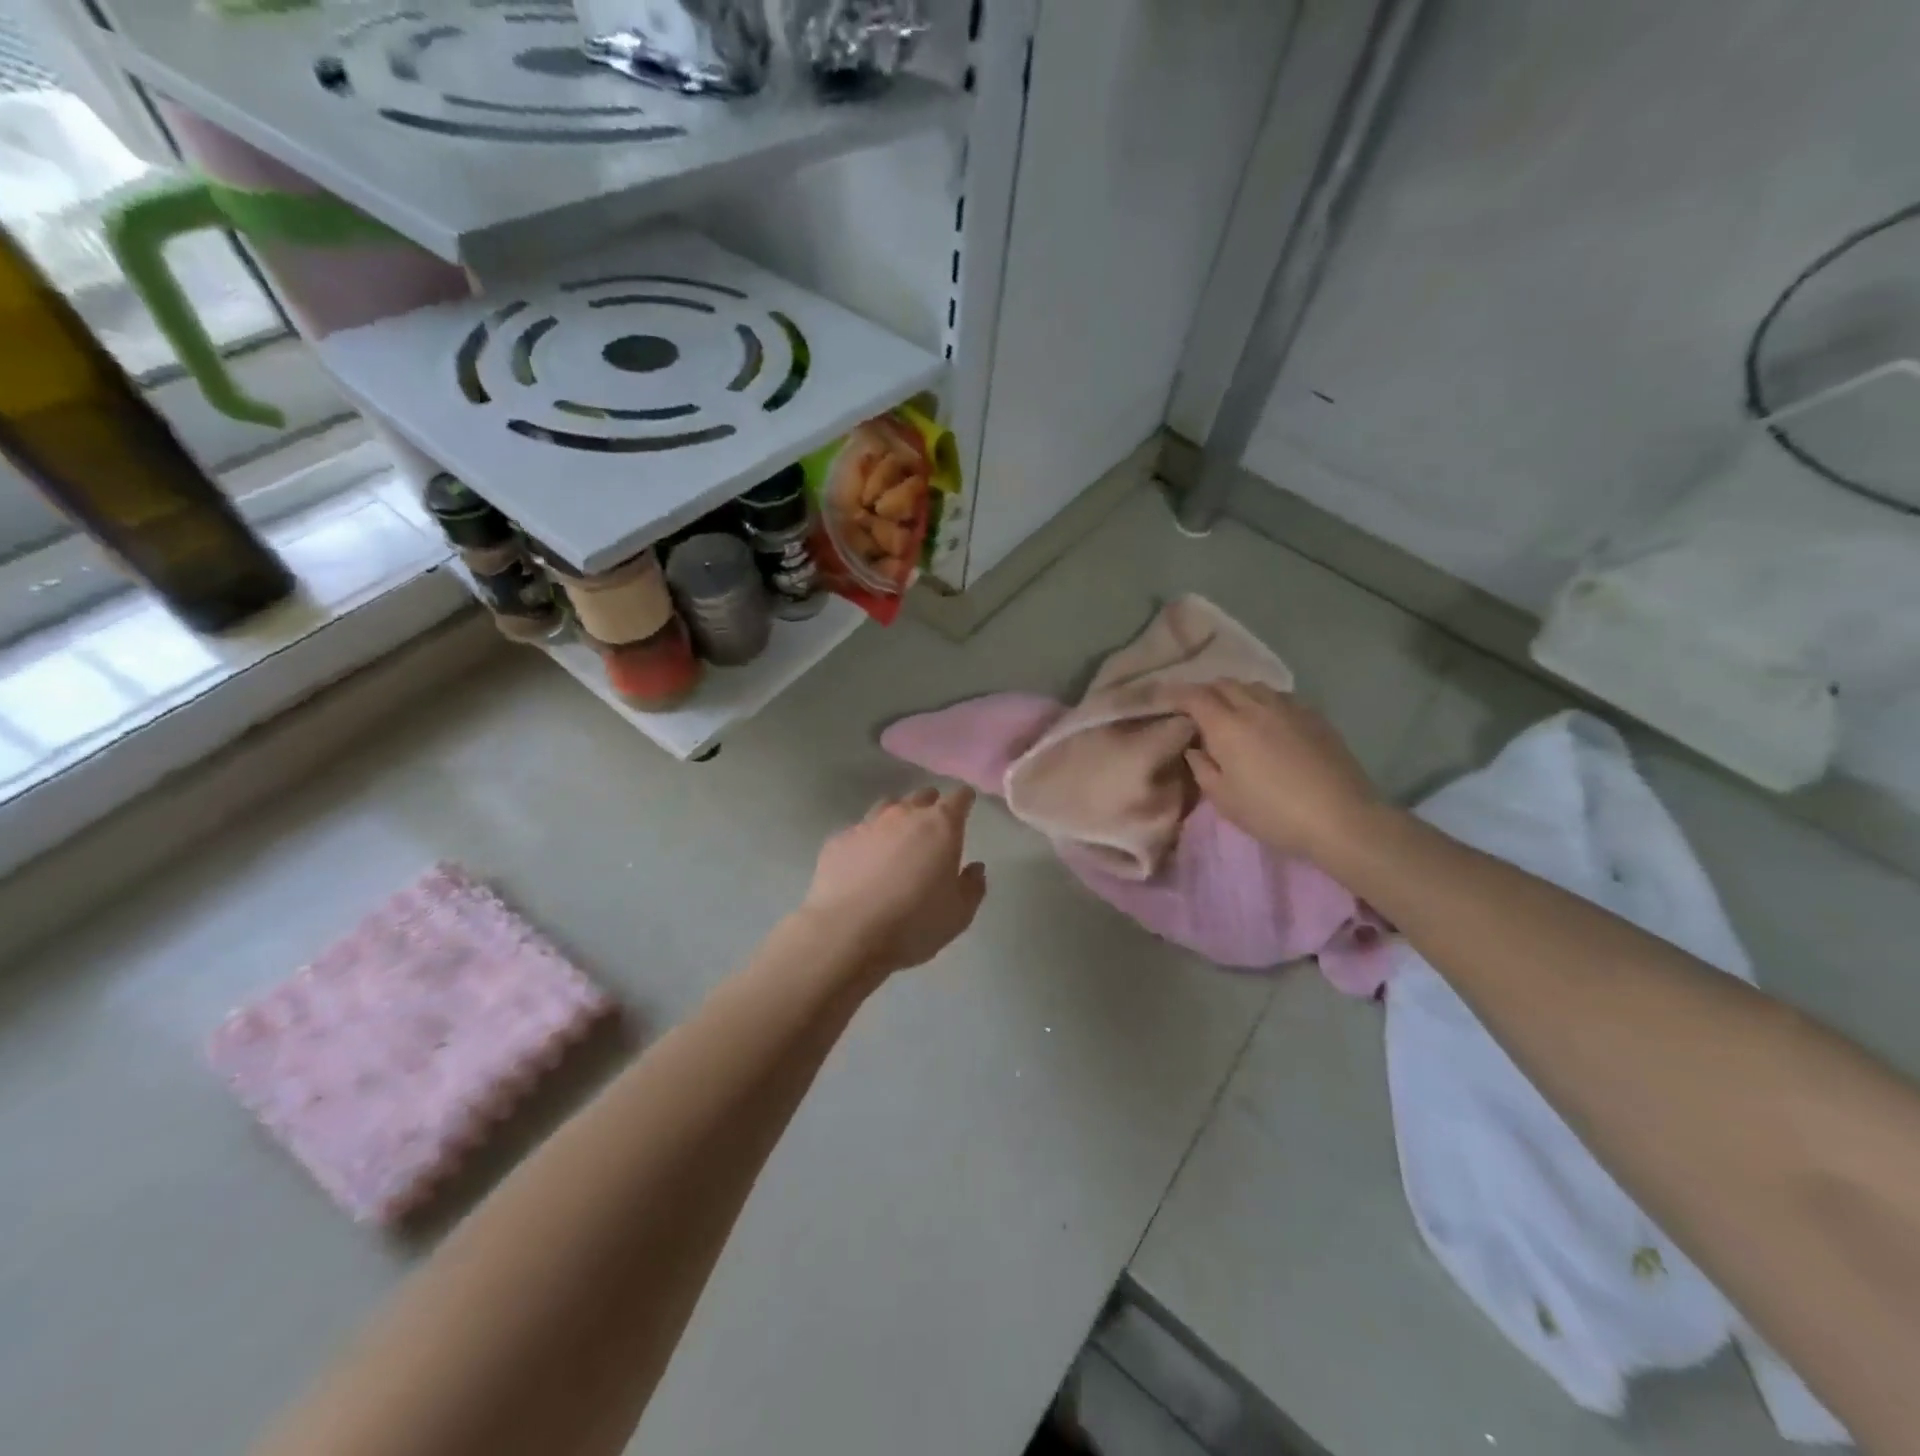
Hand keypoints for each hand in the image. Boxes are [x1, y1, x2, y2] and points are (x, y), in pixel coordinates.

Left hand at [801, 786, 987, 976]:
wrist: (846, 933)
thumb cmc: (914, 923)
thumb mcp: (959, 914)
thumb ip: (972, 886)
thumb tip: (975, 868)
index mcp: (941, 826)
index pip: (959, 798)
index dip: (964, 800)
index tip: (966, 804)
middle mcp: (904, 815)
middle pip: (922, 796)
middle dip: (931, 805)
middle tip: (933, 826)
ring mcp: (867, 824)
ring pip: (888, 806)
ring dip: (897, 817)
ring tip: (898, 839)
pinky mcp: (838, 840)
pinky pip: (859, 831)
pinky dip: (867, 840)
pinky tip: (864, 861)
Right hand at [1170, 680, 1385, 863]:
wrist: (1340, 817)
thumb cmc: (1272, 813)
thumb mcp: (1224, 799)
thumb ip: (1202, 768)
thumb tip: (1194, 748)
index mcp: (1227, 726)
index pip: (1194, 696)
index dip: (1176, 694)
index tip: (1165, 701)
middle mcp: (1255, 706)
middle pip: (1224, 684)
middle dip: (1205, 691)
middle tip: (1197, 710)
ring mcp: (1288, 707)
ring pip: (1253, 686)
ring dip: (1235, 693)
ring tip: (1232, 713)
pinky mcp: (1314, 715)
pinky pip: (1279, 696)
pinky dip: (1263, 701)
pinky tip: (1267, 720)